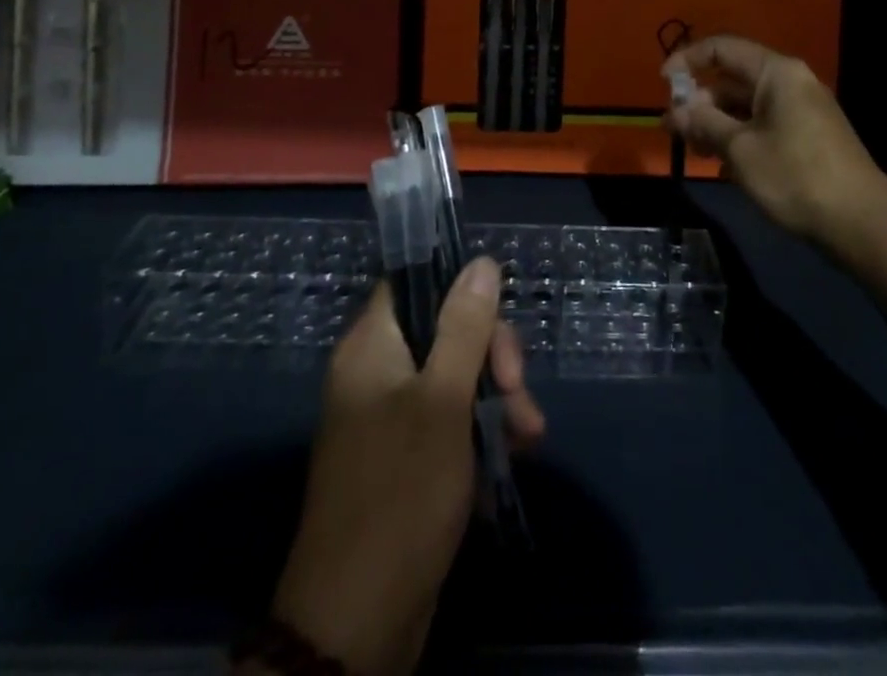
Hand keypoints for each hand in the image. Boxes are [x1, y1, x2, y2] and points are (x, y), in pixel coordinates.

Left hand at [270, 258, 543, 675]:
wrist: (356, 624)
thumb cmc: (401, 494)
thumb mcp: (444, 402)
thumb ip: (464, 327)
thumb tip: (482, 262)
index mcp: (371, 347)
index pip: (414, 283)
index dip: (459, 291)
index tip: (497, 320)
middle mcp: (375, 373)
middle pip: (443, 331)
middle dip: (491, 356)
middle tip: (518, 390)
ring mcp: (388, 418)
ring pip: (454, 378)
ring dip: (497, 399)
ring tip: (530, 436)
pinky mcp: (405, 459)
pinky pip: (449, 421)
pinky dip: (481, 432)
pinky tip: (514, 455)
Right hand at [663, 35, 886, 245]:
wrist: (861, 223)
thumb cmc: (795, 175)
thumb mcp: (739, 148)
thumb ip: (702, 123)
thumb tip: (673, 111)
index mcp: (777, 73)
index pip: (722, 48)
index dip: (688, 60)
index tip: (663, 85)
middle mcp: (791, 82)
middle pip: (733, 79)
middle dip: (700, 102)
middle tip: (674, 131)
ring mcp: (802, 111)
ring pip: (746, 107)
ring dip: (717, 125)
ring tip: (696, 153)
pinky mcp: (808, 137)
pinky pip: (763, 126)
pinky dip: (740, 139)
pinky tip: (725, 169)